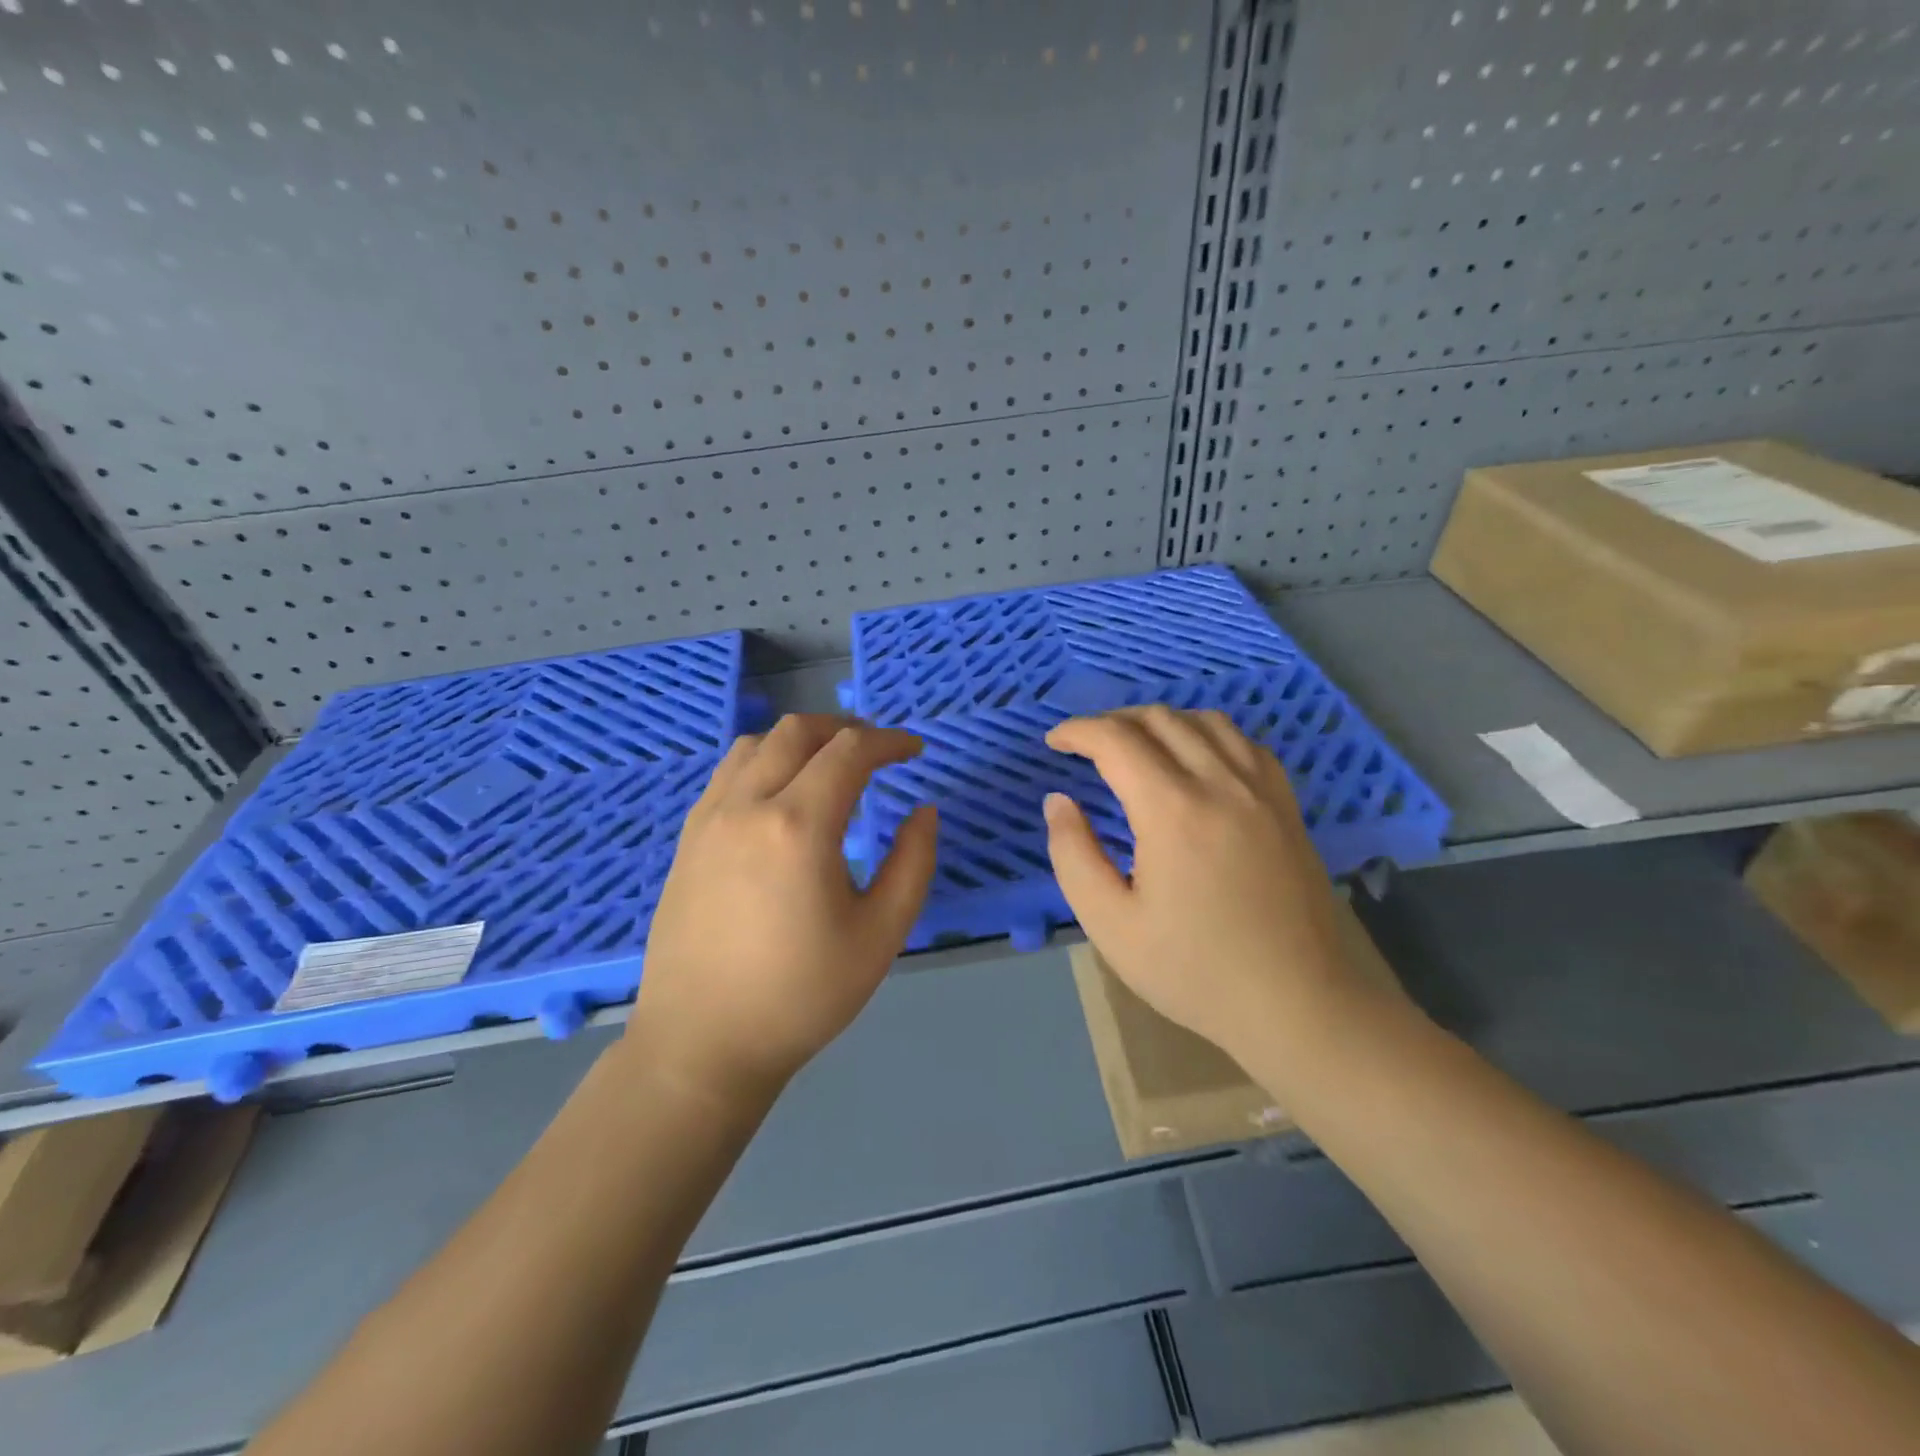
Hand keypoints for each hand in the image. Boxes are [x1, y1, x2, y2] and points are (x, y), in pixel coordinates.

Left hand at [625, 715, 937, 1101]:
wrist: (702, 1044)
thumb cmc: (801, 995)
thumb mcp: (880, 934)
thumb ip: (913, 863)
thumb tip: (923, 811)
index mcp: (799, 825)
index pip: (850, 752)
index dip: (889, 742)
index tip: (914, 751)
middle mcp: (748, 805)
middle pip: (797, 731)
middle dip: (845, 729)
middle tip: (876, 753)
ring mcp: (709, 819)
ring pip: (755, 744)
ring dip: (800, 741)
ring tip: (829, 767)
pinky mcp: (688, 839)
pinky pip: (728, 773)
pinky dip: (764, 762)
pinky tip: (782, 797)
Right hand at [1043, 706, 1359, 1063]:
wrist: (1299, 1004)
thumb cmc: (1195, 971)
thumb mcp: (1111, 925)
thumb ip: (1073, 855)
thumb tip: (1058, 801)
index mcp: (1172, 810)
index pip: (1116, 740)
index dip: (1077, 731)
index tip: (1054, 743)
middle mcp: (1220, 783)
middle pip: (1160, 720)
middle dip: (1113, 721)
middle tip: (1086, 746)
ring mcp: (1261, 791)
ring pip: (1206, 721)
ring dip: (1161, 721)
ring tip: (1136, 745)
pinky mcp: (1286, 806)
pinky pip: (1245, 743)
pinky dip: (1208, 734)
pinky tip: (1197, 760)